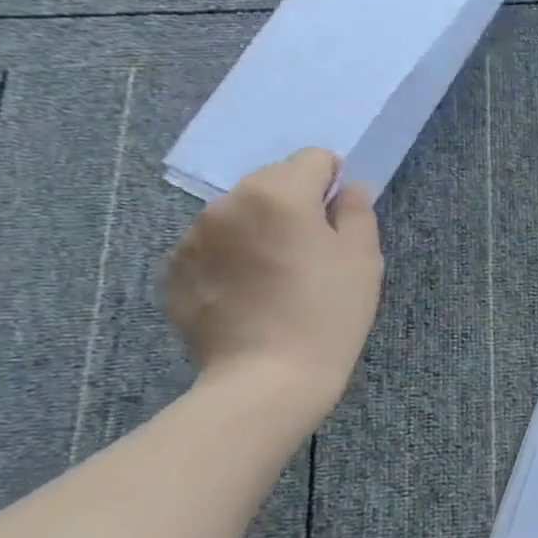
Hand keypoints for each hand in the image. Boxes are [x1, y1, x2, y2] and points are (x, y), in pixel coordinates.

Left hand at [165, 149, 383, 426]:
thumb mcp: (363, 260)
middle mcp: (228, 203)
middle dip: (294, 204)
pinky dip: (232, 258)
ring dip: (260, 230)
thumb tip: (347, 189)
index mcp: (278, 194)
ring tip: (278, 277)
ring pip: (238, 215)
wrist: (267, 378)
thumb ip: (357, 212)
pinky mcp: (174, 271)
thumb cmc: (328, 314)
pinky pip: (212, 247)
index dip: (333, 180)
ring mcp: (193, 237)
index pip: (313, 159)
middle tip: (312, 251)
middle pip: (272, 182)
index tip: (340, 215)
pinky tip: (250, 295)